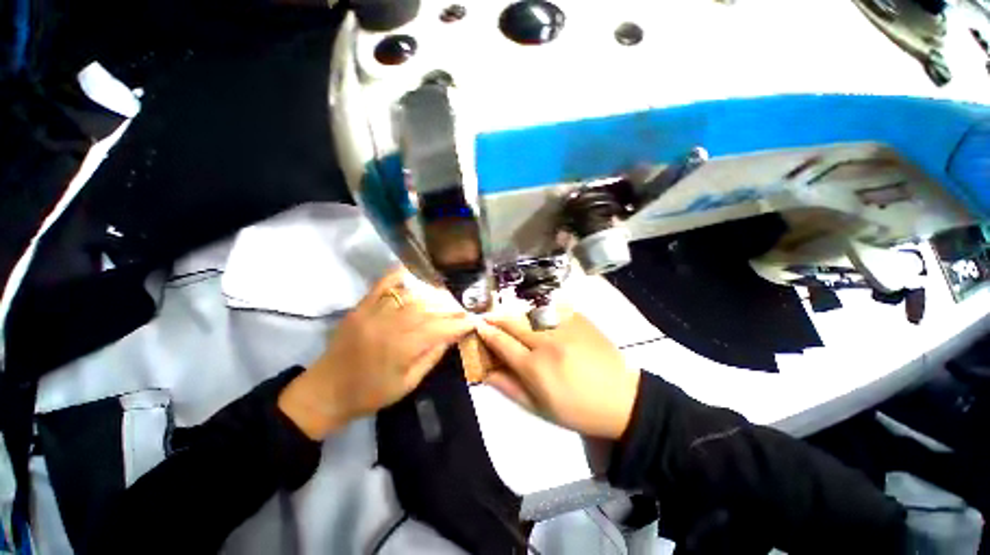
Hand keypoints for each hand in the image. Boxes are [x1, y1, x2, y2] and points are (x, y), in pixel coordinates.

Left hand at [279, 267, 474, 438]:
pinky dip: (397, 276)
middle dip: (448, 308)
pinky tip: (411, 272)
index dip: (458, 324)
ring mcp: (372, 313)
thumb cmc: (370, 394)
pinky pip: (381, 286)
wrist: (325, 391)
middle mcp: (389, 326)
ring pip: (410, 296)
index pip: (439, 329)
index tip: (471, 321)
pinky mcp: (360, 308)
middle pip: (427, 309)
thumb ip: (431, 357)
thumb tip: (451, 337)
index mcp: (401, 349)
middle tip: (460, 309)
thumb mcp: (407, 384)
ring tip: (443, 297)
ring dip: (430, 294)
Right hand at [477, 309, 640, 439]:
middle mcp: (546, 342)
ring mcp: (564, 326)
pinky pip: (551, 307)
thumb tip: (485, 372)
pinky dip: (538, 309)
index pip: (502, 343)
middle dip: (496, 317)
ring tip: (509, 317)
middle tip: (487, 317)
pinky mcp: (579, 318)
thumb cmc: (578, 409)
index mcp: (535, 367)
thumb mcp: (539, 408)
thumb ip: (509, 387)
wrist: (623, 398)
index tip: (478, 327)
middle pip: (513, 321)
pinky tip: (535, 314)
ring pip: (529, 311)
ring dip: (515, 312)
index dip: (487, 333)